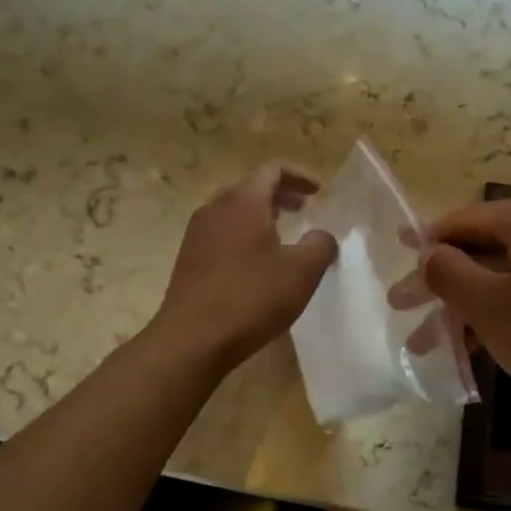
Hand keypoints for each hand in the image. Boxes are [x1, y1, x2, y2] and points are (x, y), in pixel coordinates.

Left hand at [152, 166, 337, 374]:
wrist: (193, 338)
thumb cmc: (251, 298)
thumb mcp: (302, 272)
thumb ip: (320, 245)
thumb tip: (321, 235)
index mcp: (243, 201)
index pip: (272, 171)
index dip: (299, 178)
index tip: (318, 194)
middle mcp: (215, 208)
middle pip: (250, 188)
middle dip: (280, 196)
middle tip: (304, 211)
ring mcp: (197, 234)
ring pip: (233, 212)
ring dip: (260, 217)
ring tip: (282, 236)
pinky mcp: (188, 259)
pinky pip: (220, 235)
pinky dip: (242, 237)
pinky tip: (255, 264)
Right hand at [397, 190, 510, 423]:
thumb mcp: (492, 308)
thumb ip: (449, 273)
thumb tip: (428, 252)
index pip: (465, 219)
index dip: (425, 241)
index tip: (394, 256)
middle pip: (485, 248)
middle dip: (443, 283)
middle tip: (402, 308)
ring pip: (509, 274)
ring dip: (469, 305)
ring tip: (430, 341)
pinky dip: (503, 310)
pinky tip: (475, 342)